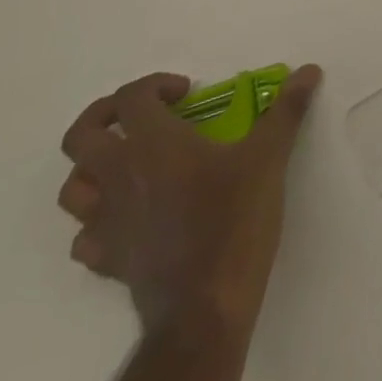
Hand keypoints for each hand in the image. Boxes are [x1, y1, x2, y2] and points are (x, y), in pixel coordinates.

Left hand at [58, 66, 322, 337]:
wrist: (205, 310)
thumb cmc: (234, 220)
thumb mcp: (269, 156)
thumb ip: (287, 110)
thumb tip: (308, 71)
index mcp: (153, 143)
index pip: (131, 97)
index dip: (155, 84)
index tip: (187, 93)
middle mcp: (120, 176)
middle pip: (80, 136)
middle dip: (105, 115)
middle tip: (143, 114)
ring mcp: (108, 223)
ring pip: (73, 187)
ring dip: (94, 167)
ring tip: (130, 161)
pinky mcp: (109, 261)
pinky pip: (85, 236)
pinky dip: (98, 219)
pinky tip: (129, 215)